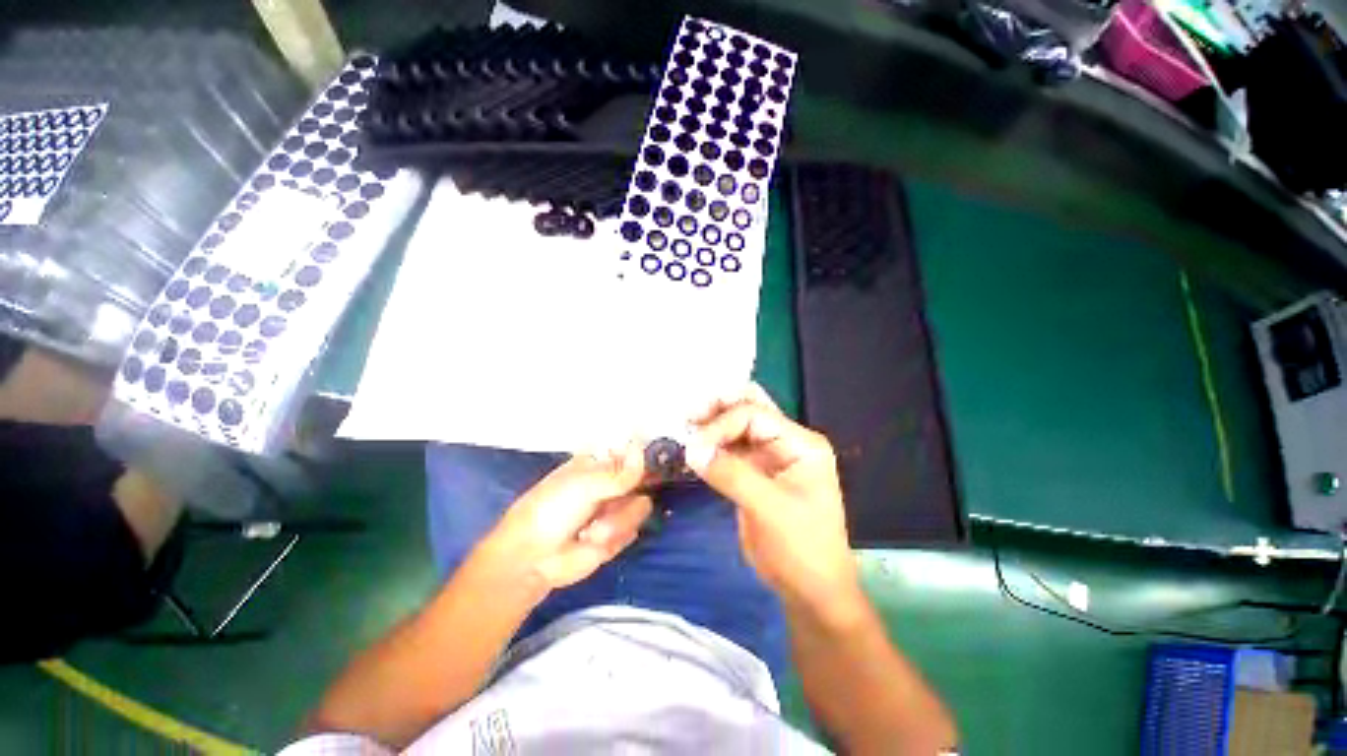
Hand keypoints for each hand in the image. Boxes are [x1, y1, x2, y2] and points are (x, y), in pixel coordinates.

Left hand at [472, 445, 652, 593]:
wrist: (534, 557)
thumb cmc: (552, 509)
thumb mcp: (584, 483)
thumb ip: (619, 472)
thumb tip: (642, 451)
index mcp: (599, 464)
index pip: (631, 453)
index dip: (642, 456)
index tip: (650, 461)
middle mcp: (611, 484)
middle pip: (644, 480)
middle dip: (629, 493)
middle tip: (612, 499)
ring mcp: (616, 509)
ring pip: (641, 506)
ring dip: (617, 521)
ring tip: (591, 530)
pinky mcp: (619, 535)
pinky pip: (634, 530)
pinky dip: (615, 537)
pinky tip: (593, 541)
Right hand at [685, 385, 861, 619]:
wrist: (809, 591)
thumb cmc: (801, 549)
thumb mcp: (769, 509)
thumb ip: (731, 474)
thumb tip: (691, 448)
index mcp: (800, 443)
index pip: (754, 414)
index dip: (721, 425)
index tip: (694, 447)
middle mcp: (785, 442)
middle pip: (747, 411)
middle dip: (716, 411)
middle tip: (687, 419)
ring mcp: (768, 456)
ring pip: (735, 428)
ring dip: (710, 428)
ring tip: (684, 431)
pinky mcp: (753, 472)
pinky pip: (729, 450)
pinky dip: (710, 448)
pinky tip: (692, 450)